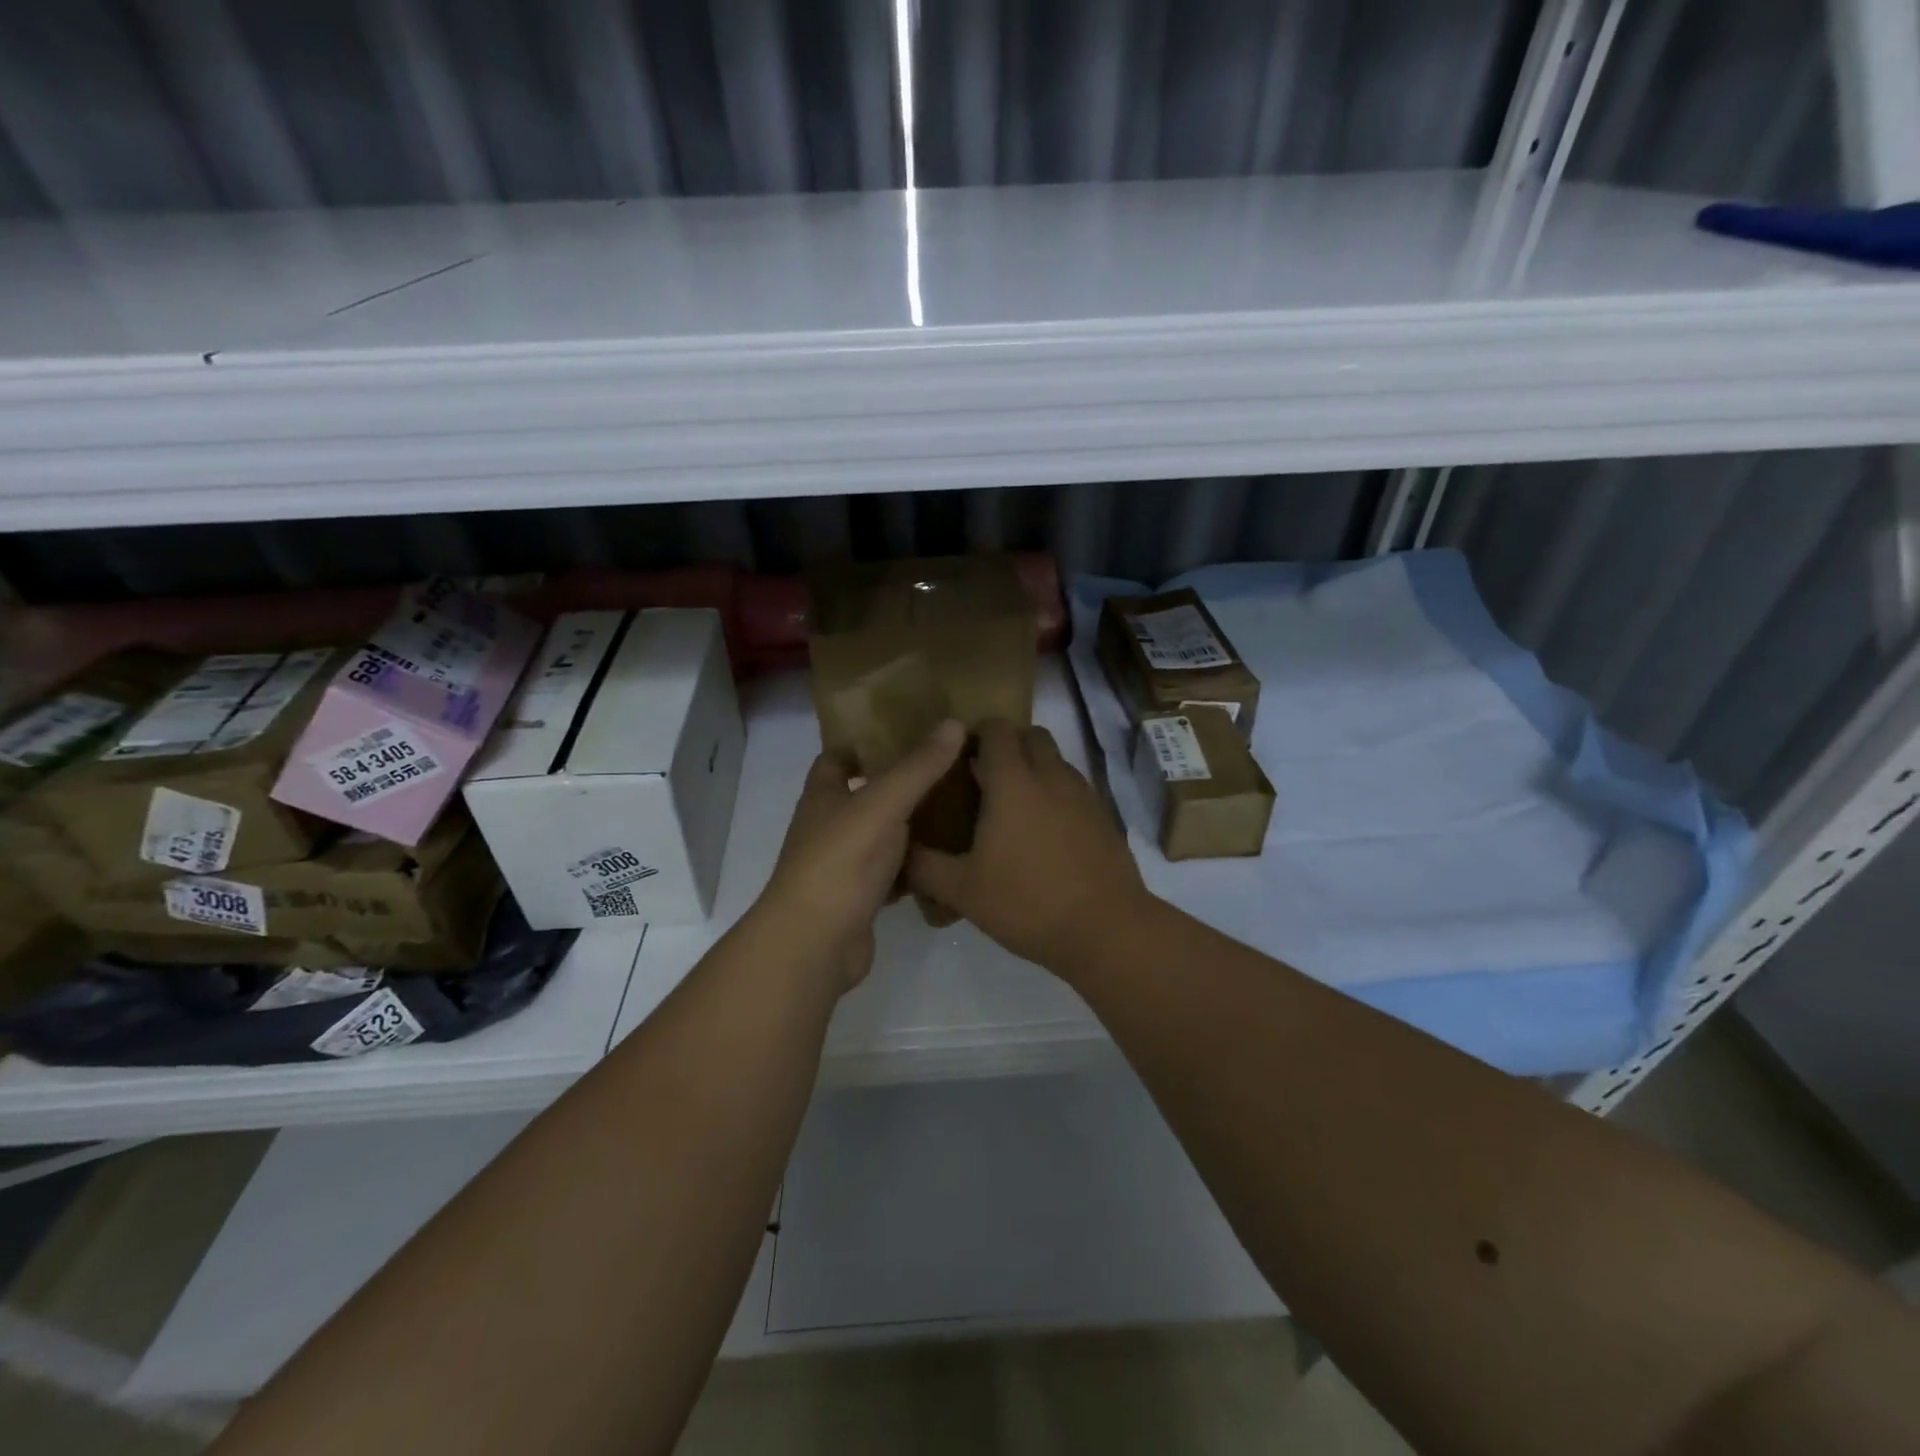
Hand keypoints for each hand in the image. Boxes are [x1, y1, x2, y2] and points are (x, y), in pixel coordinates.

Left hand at [757, 719, 966, 989]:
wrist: (816, 942)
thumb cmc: (841, 861)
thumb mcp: (883, 804)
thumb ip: (918, 767)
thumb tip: (954, 722)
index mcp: (824, 795)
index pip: (838, 757)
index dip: (866, 742)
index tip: (908, 732)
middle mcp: (829, 826)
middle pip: (864, 796)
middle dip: (900, 783)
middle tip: (948, 768)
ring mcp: (843, 864)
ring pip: (881, 836)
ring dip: (910, 826)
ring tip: (958, 809)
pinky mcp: (859, 898)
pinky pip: (891, 875)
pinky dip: (914, 868)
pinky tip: (946, 861)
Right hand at [907, 719, 1150, 973]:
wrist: (1106, 930)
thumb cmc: (1027, 903)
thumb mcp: (962, 890)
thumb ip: (924, 866)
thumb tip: (899, 851)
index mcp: (1013, 782)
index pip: (996, 729)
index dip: (977, 734)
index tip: (961, 757)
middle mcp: (1051, 776)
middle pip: (1031, 735)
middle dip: (1009, 746)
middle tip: (986, 780)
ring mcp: (1083, 794)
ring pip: (1057, 761)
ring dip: (1036, 770)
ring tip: (1015, 810)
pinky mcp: (1104, 816)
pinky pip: (1075, 789)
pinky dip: (1057, 796)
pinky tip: (1046, 835)